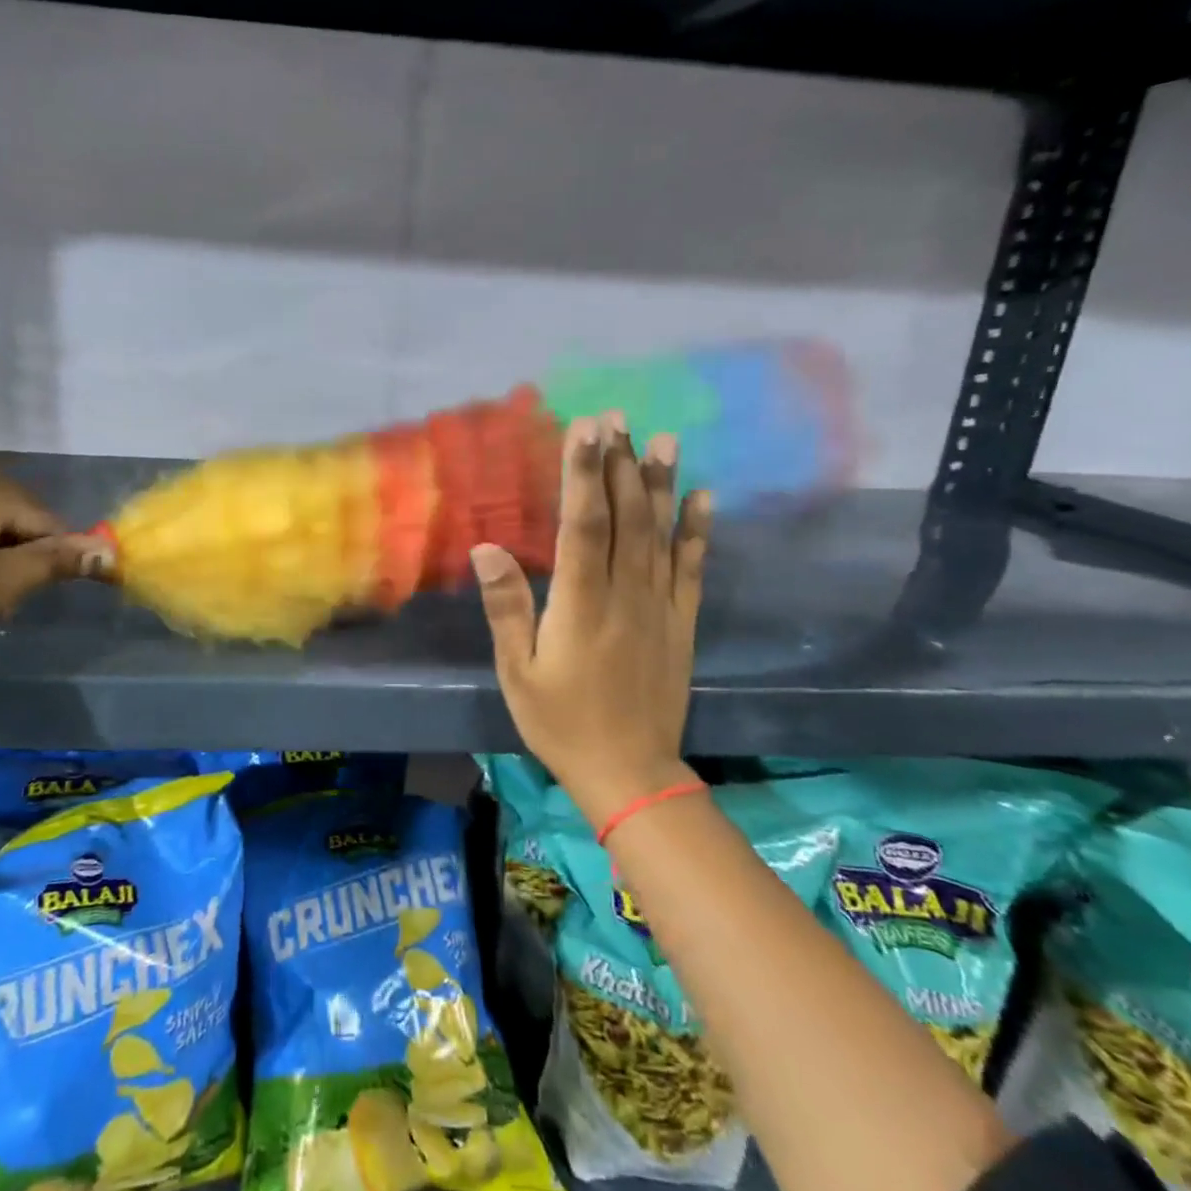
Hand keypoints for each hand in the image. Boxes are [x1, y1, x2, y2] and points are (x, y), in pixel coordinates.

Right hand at [471, 414, 710, 828]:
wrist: (629, 773)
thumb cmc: (561, 722)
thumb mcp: (518, 672)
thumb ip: (507, 607)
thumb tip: (487, 548)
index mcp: (581, 603)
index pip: (583, 525)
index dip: (584, 474)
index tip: (586, 429)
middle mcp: (625, 594)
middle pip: (625, 517)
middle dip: (619, 464)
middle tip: (616, 417)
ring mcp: (659, 606)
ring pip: (659, 533)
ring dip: (659, 483)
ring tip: (662, 438)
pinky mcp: (681, 622)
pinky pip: (691, 568)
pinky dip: (697, 530)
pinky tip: (702, 496)